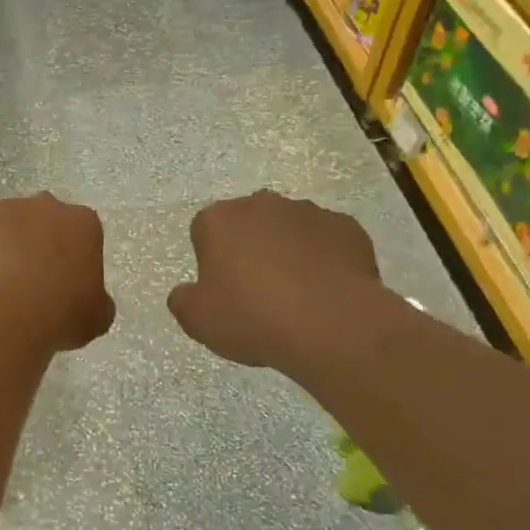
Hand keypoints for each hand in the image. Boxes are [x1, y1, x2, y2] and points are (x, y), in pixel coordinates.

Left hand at [0, 194, 114, 352]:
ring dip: (3, 246)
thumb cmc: (58, 315)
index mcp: (82, 223)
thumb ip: (96, 299)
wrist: (2, 315)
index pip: (82, 233)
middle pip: (42, 221)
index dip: (72, 259)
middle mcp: (44, 205)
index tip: (64, 283)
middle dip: (37, 243)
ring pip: (5, 225)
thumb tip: (88, 299)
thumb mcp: (96, 317)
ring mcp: (3, 208)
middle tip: (29, 281)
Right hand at [169, 191, 383, 368]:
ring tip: (296, 294)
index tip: (222, 289)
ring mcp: (308, 212)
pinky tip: (325, 291)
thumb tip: (188, 291)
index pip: (205, 230)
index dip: (211, 260)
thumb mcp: (197, 320)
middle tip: (257, 291)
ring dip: (287, 251)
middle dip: (249, 248)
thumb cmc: (253, 317)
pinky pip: (327, 241)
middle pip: (247, 223)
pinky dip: (323, 259)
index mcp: (218, 220)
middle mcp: (261, 204)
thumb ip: (183, 299)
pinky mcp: (346, 227)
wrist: (332, 325)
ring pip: (288, 229)